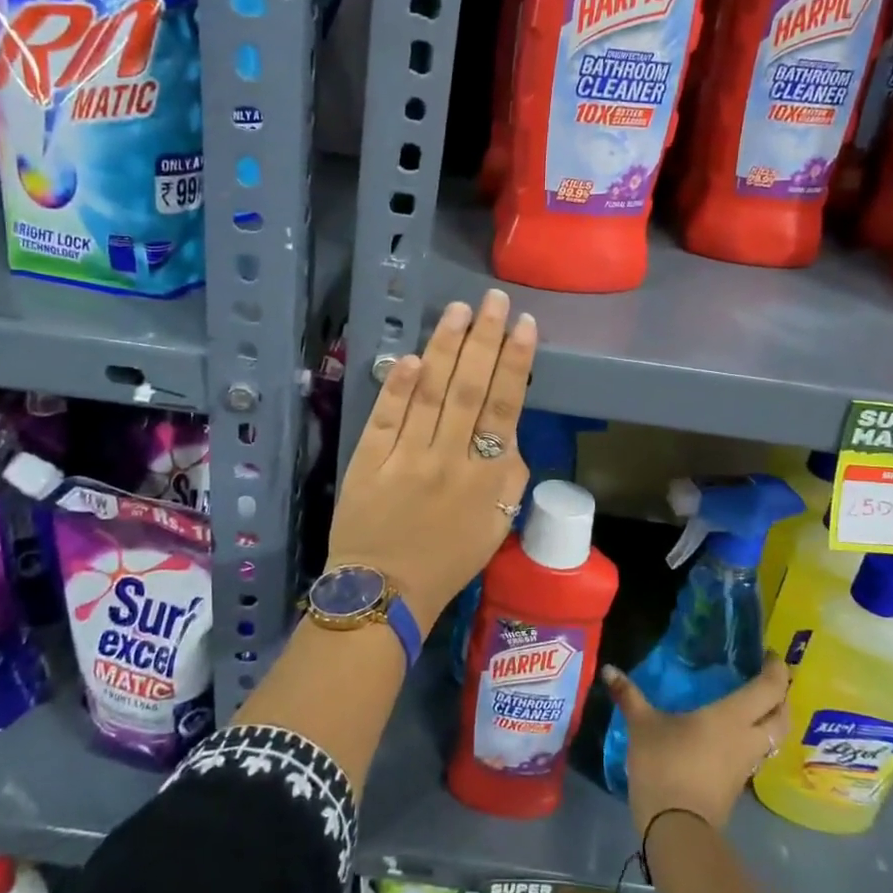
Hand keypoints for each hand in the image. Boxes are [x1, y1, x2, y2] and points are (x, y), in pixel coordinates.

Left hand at [327, 290, 535, 623]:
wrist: (385, 593)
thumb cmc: (448, 560)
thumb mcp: (497, 525)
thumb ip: (509, 476)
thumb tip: (507, 428)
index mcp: (487, 478)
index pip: (504, 407)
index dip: (515, 362)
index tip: (523, 324)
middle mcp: (449, 460)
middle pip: (469, 389)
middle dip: (483, 339)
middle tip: (492, 299)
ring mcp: (406, 458)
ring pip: (430, 394)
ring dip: (444, 348)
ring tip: (457, 310)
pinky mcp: (369, 461)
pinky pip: (386, 417)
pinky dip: (398, 386)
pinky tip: (410, 357)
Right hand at [602, 654, 790, 836]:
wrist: (676, 828)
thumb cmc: (665, 765)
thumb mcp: (642, 726)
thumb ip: (629, 695)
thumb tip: (608, 669)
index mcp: (732, 716)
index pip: (770, 688)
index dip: (776, 669)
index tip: (769, 655)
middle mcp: (748, 738)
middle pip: (782, 715)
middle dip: (781, 695)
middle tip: (766, 678)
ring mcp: (746, 765)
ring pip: (774, 737)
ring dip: (771, 720)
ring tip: (753, 704)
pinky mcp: (738, 785)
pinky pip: (757, 754)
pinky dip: (755, 739)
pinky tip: (734, 734)